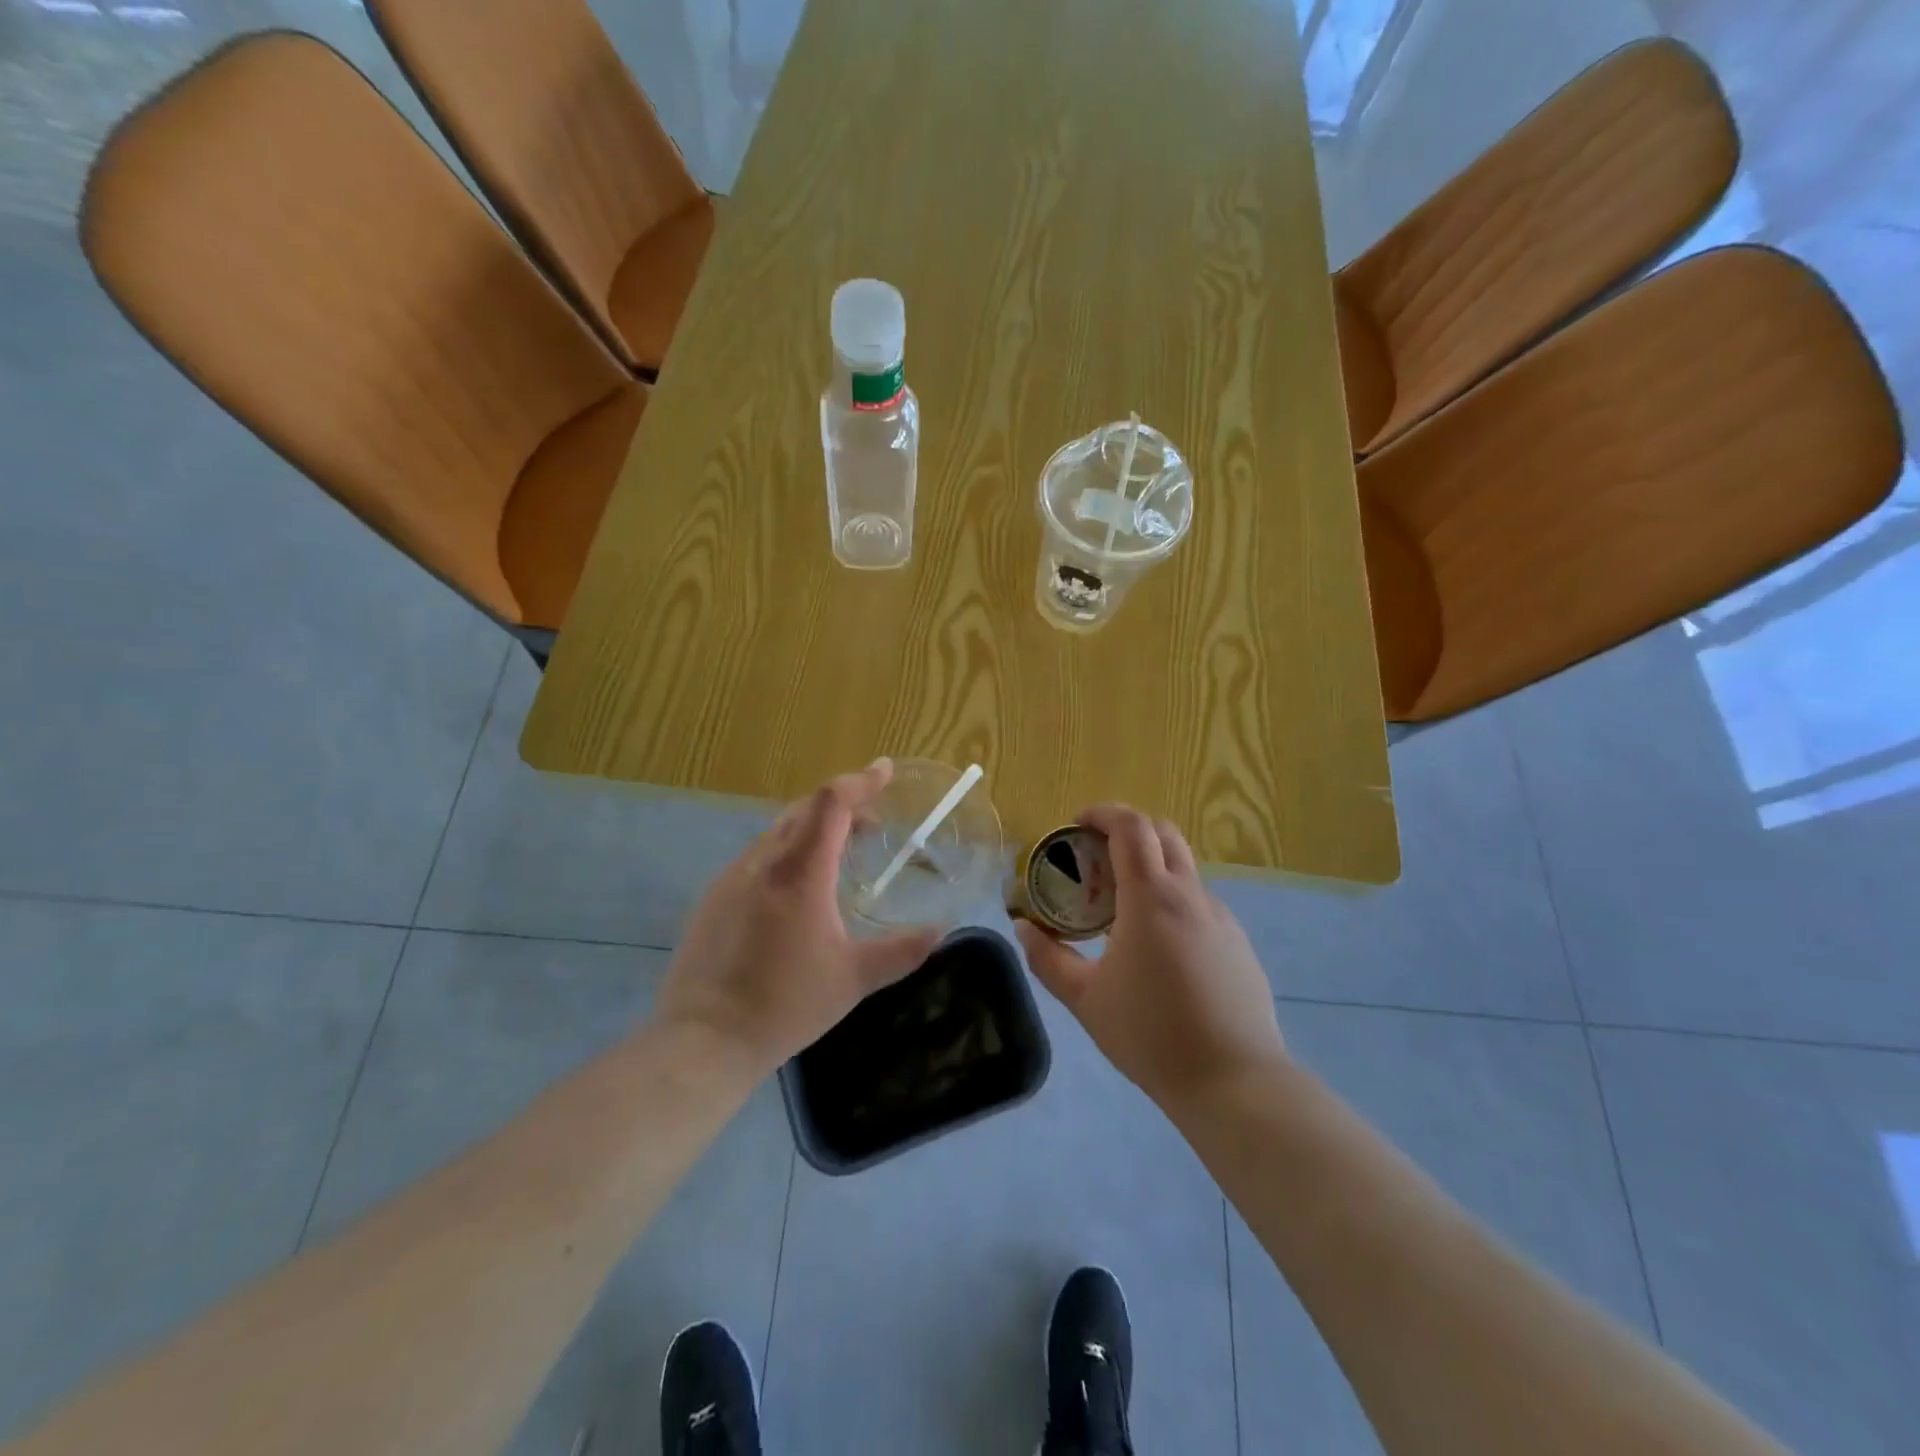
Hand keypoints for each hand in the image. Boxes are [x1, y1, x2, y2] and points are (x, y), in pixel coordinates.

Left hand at [656, 760, 940, 1080]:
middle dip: (842, 804)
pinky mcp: (713, 898)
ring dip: (813, 828)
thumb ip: (901, 950)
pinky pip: (758, 856)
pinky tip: (796, 888)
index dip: (861, 781)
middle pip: (804, 809)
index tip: (886, 769)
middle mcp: (763, 862)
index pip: (831, 803)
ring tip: (840, 852)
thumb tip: (940, 931)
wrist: (704, 1040)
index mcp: (799, 872)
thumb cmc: (785, 1004)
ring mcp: (732, 877)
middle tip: (873, 822)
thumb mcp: (853, 979)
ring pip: (778, 831)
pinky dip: (787, 851)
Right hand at [1015, 805, 1285, 1113]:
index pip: (1131, 827)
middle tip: (1096, 856)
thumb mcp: (1086, 999)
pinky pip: (1199, 904)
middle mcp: (1191, 896)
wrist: (1234, 1081)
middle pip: (1164, 833)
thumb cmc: (1151, 1035)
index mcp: (1152, 897)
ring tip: (1121, 907)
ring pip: (1184, 869)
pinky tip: (1158, 947)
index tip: (1077, 823)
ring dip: (1151, 867)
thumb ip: (1048, 959)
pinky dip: (1172, 901)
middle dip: (1128, 830)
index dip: (1103, 813)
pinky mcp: (1238, 944)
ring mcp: (1221, 918)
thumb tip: (1023, 929)